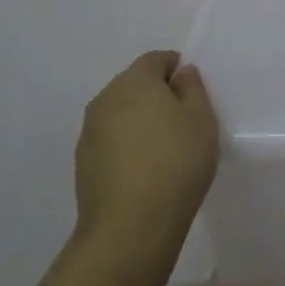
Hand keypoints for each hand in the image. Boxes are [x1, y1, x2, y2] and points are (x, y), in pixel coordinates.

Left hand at [74, 51, 219, 259]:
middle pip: (134, 84)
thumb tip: (180, 73)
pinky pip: (110, 140)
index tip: (193, 91)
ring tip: (164, 146)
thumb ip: (193, 88)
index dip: (176, 68)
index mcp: (135, 81)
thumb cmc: (176, 161)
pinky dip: (126, 144)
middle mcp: (105, 98)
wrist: (131, 226)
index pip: (156, 59)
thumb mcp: (202, 118)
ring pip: (120, 113)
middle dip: (156, 93)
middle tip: (182, 118)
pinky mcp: (82, 162)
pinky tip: (144, 168)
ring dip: (139, 120)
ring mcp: (89, 132)